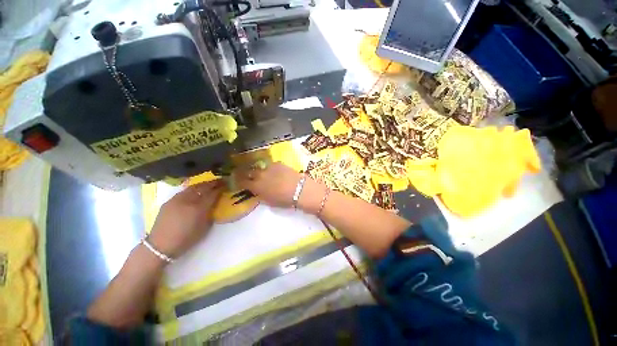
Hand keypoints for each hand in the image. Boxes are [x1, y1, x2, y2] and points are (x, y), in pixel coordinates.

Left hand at [148, 180, 223, 258]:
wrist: (161, 246)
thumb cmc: (186, 239)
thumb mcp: (205, 228)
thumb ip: (210, 213)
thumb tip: (214, 204)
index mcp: (199, 208)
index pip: (213, 194)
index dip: (221, 188)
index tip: (226, 185)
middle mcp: (188, 200)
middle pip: (203, 187)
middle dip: (213, 183)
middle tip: (220, 181)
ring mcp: (177, 199)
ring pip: (193, 187)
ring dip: (203, 184)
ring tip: (209, 183)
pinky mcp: (169, 201)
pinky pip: (184, 191)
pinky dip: (192, 189)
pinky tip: (195, 190)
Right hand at [235, 162, 325, 212]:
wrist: (299, 189)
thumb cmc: (284, 200)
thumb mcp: (269, 201)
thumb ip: (260, 194)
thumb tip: (257, 191)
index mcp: (256, 186)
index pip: (241, 182)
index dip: (238, 181)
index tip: (237, 181)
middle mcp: (259, 174)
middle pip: (248, 171)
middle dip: (245, 173)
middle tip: (245, 174)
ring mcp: (269, 167)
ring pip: (259, 167)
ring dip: (258, 170)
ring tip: (261, 172)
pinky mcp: (278, 163)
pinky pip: (270, 165)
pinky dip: (270, 168)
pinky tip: (274, 171)